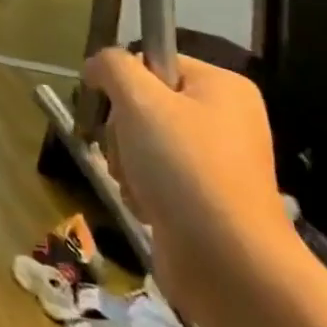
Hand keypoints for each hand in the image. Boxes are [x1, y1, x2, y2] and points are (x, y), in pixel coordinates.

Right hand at [82, 49, 292, 312]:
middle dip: (122, 131)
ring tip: (138, 186)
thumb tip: (97, 65)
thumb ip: (113, 67)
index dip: (124, 83)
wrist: (229, 264)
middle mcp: (225, 119)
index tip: (113, 108)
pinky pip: (155, 178)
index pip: (153, 61)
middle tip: (129, 153)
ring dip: (127, 163)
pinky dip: (142, 191)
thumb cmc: (185, 168)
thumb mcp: (140, 101)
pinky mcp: (205, 200)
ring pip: (143, 143)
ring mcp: (217, 163)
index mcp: (222, 87)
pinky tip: (147, 207)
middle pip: (144, 104)